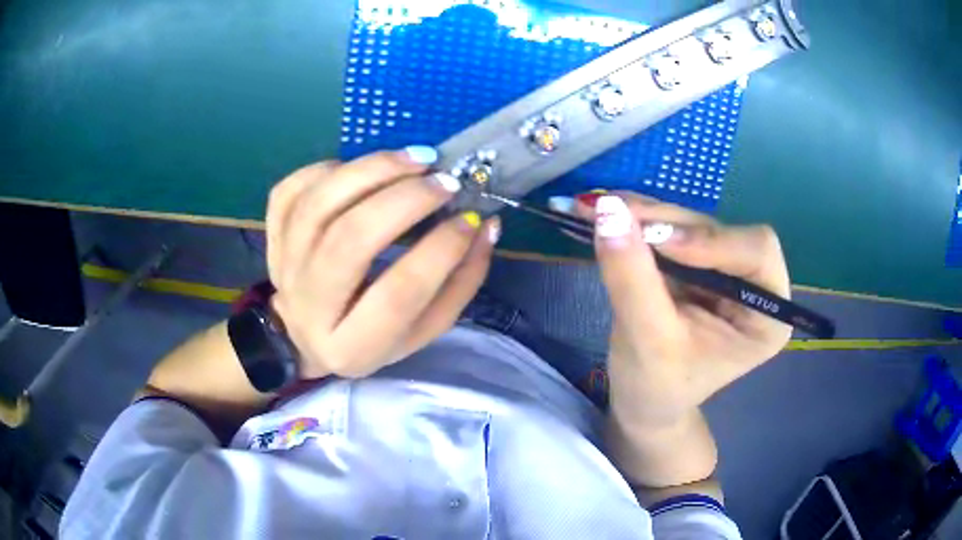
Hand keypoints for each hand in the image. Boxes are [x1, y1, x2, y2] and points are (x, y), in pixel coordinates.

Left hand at [265, 149, 499, 378]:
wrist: (303, 336)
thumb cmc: (372, 335)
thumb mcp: (422, 329)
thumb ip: (460, 283)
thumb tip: (485, 226)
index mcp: (354, 346)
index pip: (400, 292)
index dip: (442, 249)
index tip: (470, 218)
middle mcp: (311, 307)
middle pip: (350, 239)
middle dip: (405, 200)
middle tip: (444, 181)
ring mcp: (284, 268)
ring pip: (318, 205)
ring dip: (372, 170)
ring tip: (416, 159)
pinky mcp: (272, 238)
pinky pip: (290, 191)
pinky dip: (328, 169)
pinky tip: (359, 171)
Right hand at [578, 192, 790, 425]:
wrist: (643, 401)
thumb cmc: (656, 387)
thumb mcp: (646, 341)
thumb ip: (632, 279)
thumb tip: (609, 212)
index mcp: (767, 316)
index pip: (756, 253)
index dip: (711, 240)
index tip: (659, 241)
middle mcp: (754, 285)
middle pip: (719, 231)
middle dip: (667, 223)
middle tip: (612, 213)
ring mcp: (725, 270)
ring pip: (691, 224)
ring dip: (646, 216)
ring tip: (598, 210)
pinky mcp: (698, 263)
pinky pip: (671, 229)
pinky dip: (638, 222)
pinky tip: (608, 216)